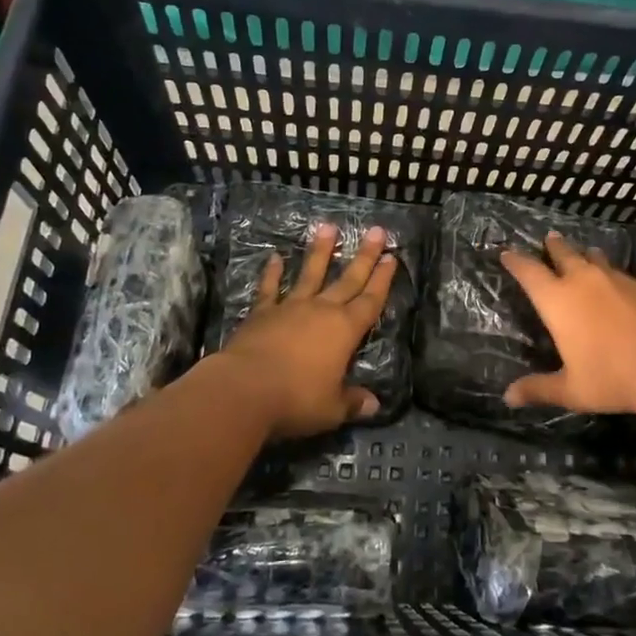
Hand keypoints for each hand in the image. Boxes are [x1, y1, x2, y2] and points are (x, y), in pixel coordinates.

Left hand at [218, 222, 397, 438]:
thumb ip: (352, 402)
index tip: (392, 257)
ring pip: (310, 274)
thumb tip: (374, 405)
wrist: (244, 390)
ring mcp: (290, 308)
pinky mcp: (261, 313)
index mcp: (345, 331)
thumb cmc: (296, 399)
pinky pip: (269, 289)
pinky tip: (275, 257)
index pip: (370, 301)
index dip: (383, 280)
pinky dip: (272, 273)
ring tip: (328, 227)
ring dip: (320, 251)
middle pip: (348, 279)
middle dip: (365, 256)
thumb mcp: (332, 408)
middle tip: (376, 231)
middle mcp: (322, 311)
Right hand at [500, 232, 635, 415]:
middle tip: (549, 238)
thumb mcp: (570, 390)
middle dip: (553, 246)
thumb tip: (508, 397)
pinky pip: (622, 273)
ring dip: (586, 254)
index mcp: (557, 301)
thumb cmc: (610, 377)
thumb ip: (538, 389)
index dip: (516, 261)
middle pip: (563, 254)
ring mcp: (616, 279)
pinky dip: (613, 274)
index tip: (507, 253)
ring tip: (585, 253)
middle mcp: (583, 281)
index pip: (529, 272)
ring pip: (595, 257)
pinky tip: (619, 283)